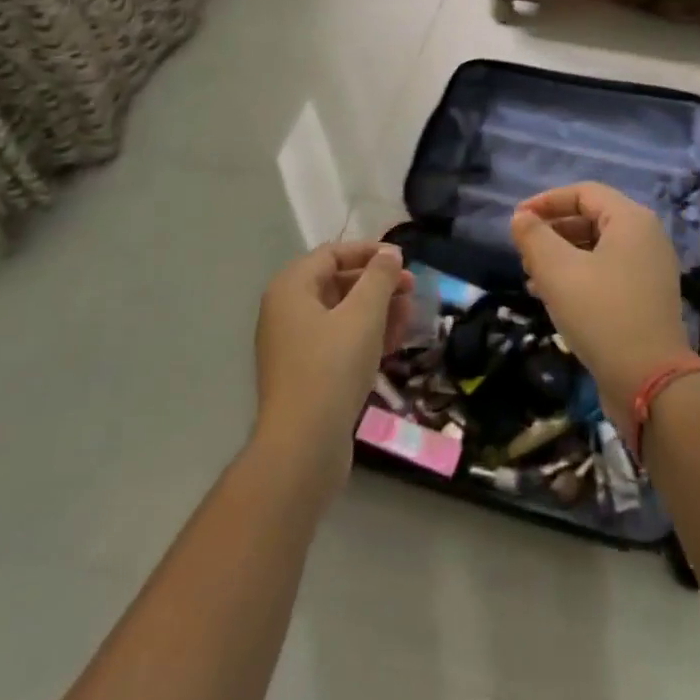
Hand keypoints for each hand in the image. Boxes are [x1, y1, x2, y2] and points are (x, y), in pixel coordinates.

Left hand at [253, 241, 414, 490]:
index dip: (370, 252)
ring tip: (410, 317)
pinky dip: (366, 336)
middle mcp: (287, 311)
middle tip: (413, 290)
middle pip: (338, 283)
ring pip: (342, 314)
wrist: (303, 447)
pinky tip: (394, 343)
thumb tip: (390, 254)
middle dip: (378, 284)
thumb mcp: (364, 313)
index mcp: (291, 288)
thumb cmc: (332, 367)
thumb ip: (380, 277)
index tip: (404, 261)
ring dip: (378, 311)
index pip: (333, 253)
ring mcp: (294, 345)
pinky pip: (339, 341)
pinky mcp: (306, 374)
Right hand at [511, 183, 697, 441]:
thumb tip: (521, 218)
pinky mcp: (647, 298)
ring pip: (597, 248)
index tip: (517, 219)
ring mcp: (650, 269)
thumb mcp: (557, 271)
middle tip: (523, 250)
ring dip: (562, 256)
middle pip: (592, 218)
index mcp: (631, 220)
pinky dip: (579, 276)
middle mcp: (646, 237)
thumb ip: (534, 237)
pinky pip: (607, 272)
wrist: (649, 381)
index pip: (583, 193)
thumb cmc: (601, 314)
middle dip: (553, 231)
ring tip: (531, 276)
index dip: (546, 201)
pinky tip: (552, 297)